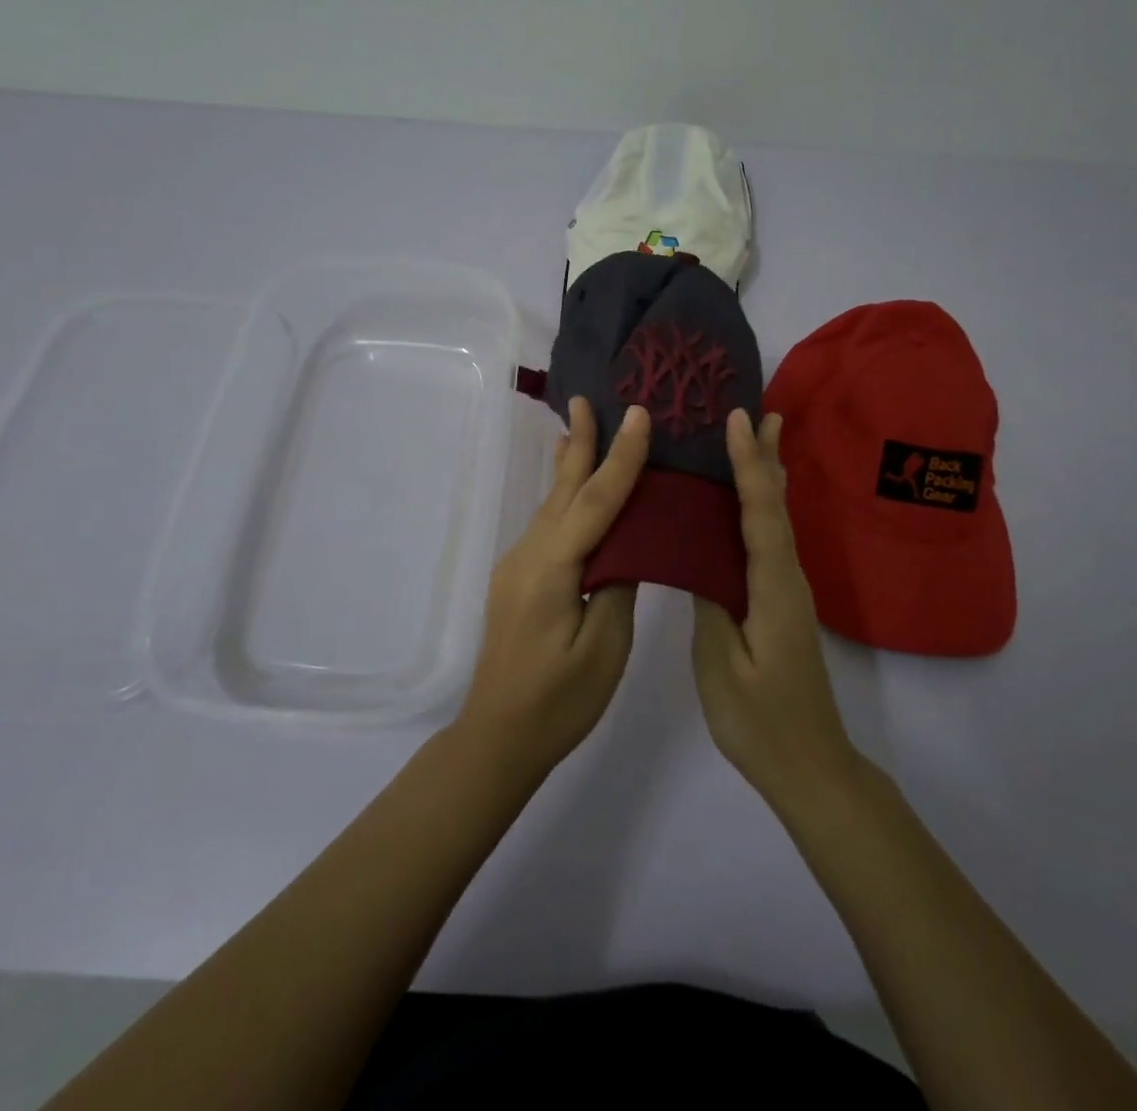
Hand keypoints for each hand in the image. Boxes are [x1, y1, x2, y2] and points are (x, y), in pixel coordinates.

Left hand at [457, 397, 650, 783]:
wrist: (498, 737)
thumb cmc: (559, 701)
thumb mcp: (603, 647)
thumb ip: (617, 584)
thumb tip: (626, 543)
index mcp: (551, 569)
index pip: (594, 502)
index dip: (620, 458)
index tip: (639, 415)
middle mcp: (529, 555)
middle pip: (563, 490)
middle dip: (579, 443)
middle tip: (589, 398)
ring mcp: (519, 566)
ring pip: (552, 505)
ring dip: (571, 465)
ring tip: (581, 427)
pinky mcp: (520, 579)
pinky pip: (548, 525)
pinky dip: (566, 497)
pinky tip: (571, 487)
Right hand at [693, 408, 860, 807]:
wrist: (810, 766)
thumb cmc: (760, 720)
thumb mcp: (721, 664)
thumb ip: (711, 603)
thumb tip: (699, 556)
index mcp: (773, 587)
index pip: (761, 513)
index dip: (748, 465)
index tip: (738, 420)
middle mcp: (788, 578)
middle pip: (778, 505)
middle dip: (768, 457)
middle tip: (763, 411)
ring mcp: (788, 591)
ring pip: (778, 519)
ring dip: (768, 475)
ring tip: (761, 438)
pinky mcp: (781, 603)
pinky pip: (770, 539)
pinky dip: (762, 507)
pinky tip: (750, 503)